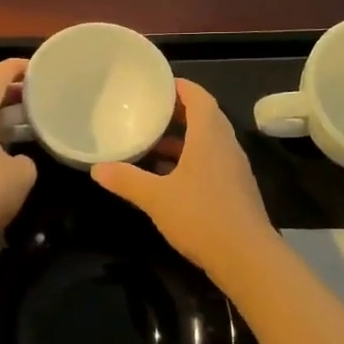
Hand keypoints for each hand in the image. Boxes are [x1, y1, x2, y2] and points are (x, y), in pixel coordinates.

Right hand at [92, 80, 276, 276]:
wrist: (247, 258)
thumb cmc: (201, 216)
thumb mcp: (156, 197)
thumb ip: (126, 180)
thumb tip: (96, 168)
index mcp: (209, 136)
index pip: (198, 97)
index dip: (180, 87)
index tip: (156, 85)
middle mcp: (226, 146)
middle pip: (204, 117)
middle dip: (177, 113)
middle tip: (148, 113)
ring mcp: (233, 169)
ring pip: (207, 143)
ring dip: (182, 140)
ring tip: (151, 145)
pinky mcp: (235, 191)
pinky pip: (210, 163)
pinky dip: (189, 161)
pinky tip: (167, 179)